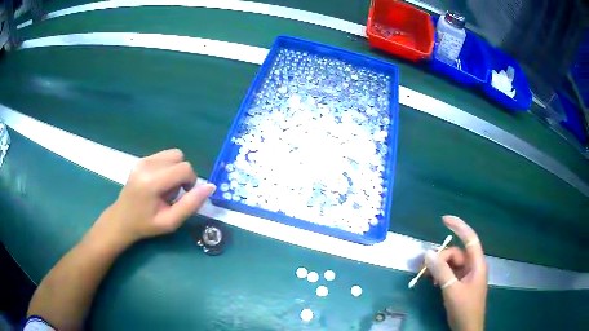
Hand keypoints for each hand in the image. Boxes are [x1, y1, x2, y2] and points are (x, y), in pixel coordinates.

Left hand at [94, 149, 215, 246]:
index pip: (184, 168)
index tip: (184, 195)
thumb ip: (191, 204)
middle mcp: (146, 165)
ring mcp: (142, 160)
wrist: (122, 219)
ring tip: (165, 187)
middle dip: (183, 175)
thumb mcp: (171, 221)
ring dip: (175, 169)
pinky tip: (159, 182)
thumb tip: (211, 187)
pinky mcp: (141, 159)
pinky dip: (168, 167)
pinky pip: (164, 156)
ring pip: (173, 154)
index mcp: (152, 182)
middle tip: (173, 193)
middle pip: (180, 157)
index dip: (191, 181)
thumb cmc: (146, 224)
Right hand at [424, 216, 487, 330]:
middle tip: (425, 268)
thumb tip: (427, 253)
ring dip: (439, 268)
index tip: (444, 219)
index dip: (459, 226)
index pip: (470, 239)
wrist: (467, 328)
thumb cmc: (464, 308)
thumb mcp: (452, 290)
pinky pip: (450, 273)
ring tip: (427, 277)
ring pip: (452, 264)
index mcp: (477, 264)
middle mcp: (473, 266)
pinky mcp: (461, 284)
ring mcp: (467, 276)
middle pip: (456, 253)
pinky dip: (441, 275)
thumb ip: (441, 271)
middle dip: (441, 258)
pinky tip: (434, 283)